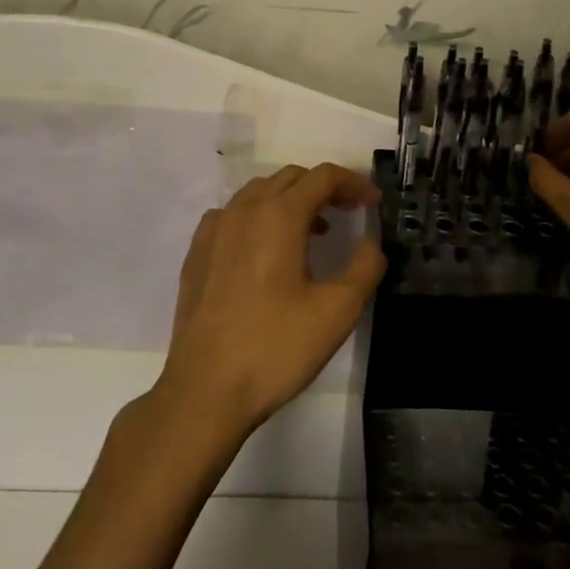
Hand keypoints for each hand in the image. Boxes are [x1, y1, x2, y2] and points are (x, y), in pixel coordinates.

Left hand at [155, 162, 385, 442]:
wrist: (205, 391)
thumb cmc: (275, 348)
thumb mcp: (337, 311)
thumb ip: (364, 267)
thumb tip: (369, 242)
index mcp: (279, 216)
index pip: (323, 177)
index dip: (354, 183)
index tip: (373, 203)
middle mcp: (244, 211)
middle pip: (290, 178)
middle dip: (324, 188)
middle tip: (348, 213)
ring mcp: (214, 230)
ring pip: (259, 192)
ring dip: (291, 200)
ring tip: (312, 232)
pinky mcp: (197, 253)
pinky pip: (233, 214)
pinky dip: (258, 217)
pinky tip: (265, 250)